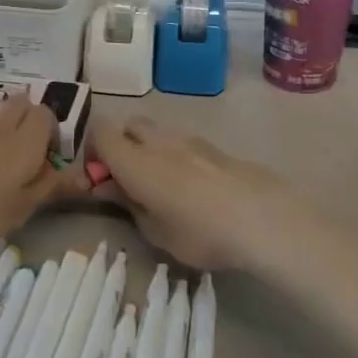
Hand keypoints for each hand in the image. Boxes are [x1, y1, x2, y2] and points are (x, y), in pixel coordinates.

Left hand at [0, 98, 86, 254]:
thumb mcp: (21, 208)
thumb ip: (50, 187)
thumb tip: (79, 175)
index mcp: (25, 140)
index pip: (47, 114)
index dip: (53, 133)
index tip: (49, 161)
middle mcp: (0, 126)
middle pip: (22, 103)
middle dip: (31, 121)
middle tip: (28, 156)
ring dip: (6, 133)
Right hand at [86, 115, 292, 273]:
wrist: (264, 219)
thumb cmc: (200, 232)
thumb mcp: (154, 231)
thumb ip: (128, 204)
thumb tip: (111, 187)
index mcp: (135, 160)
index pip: (101, 132)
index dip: (92, 149)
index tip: (98, 176)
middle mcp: (159, 141)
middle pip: (130, 125)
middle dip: (123, 144)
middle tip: (128, 179)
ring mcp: (190, 140)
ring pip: (159, 132)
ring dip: (151, 150)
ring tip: (163, 185)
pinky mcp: (215, 148)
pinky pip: (183, 143)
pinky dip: (176, 156)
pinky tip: (191, 186)